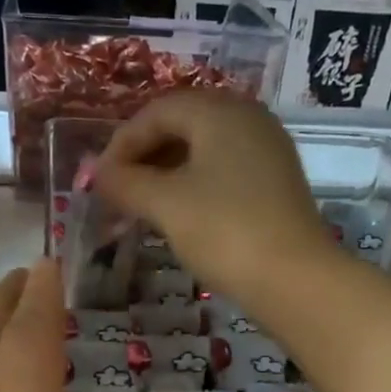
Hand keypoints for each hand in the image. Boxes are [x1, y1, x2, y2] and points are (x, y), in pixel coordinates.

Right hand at [94, 91, 336, 302]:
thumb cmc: (224, 231)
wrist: (294, 279)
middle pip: (181, 125)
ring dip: (165, 174)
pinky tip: (178, 215)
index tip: (98, 180)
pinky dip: (193, 186)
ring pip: (202, 150)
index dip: (121, 143)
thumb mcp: (165, 204)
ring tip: (141, 208)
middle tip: (117, 193)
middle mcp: (248, 119)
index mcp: (220, 111)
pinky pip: (223, 171)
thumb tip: (96, 173)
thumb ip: (124, 182)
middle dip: (143, 158)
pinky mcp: (275, 182)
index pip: (157, 111)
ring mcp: (267, 150)